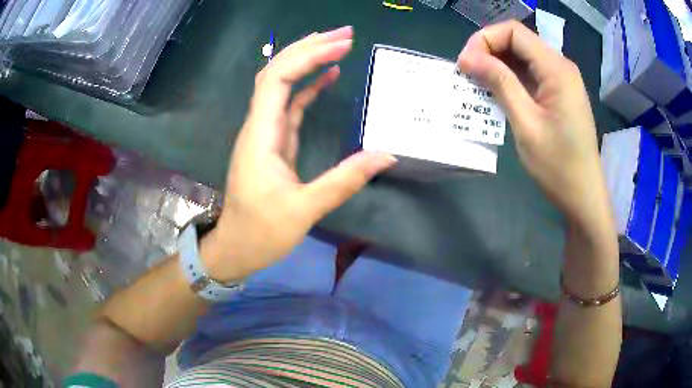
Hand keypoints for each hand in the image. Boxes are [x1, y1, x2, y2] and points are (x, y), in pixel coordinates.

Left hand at [200, 26, 396, 281]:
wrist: (236, 248)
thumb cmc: (261, 232)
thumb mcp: (304, 210)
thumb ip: (344, 181)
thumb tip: (386, 155)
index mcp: (261, 136)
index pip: (277, 79)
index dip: (307, 57)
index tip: (342, 45)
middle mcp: (259, 126)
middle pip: (276, 72)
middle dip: (309, 48)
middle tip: (345, 34)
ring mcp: (265, 132)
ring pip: (280, 84)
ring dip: (307, 61)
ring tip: (338, 45)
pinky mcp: (273, 142)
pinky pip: (289, 105)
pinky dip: (307, 87)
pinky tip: (327, 76)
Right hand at [457, 21, 612, 231]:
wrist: (583, 195)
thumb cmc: (558, 166)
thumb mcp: (526, 124)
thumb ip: (500, 83)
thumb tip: (468, 58)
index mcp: (557, 69)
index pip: (513, 32)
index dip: (484, 40)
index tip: (465, 64)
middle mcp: (561, 66)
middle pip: (517, 40)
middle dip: (488, 51)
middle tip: (467, 74)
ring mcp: (562, 79)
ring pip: (522, 56)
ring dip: (497, 65)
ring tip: (478, 85)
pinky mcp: (559, 92)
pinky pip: (530, 73)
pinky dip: (510, 78)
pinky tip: (497, 93)